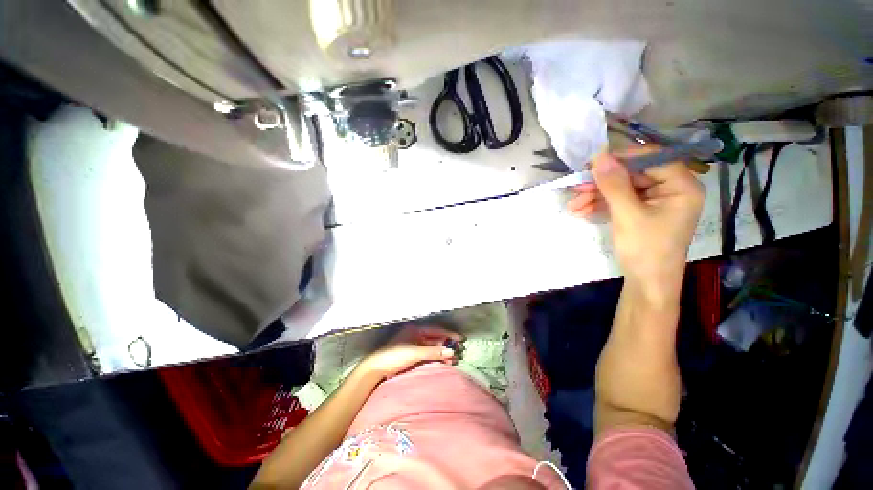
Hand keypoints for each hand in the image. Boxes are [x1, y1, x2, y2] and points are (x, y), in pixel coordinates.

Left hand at [358, 326, 462, 379]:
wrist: (376, 368)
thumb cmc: (394, 355)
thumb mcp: (415, 353)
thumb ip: (433, 352)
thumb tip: (451, 352)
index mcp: (416, 329)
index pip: (437, 330)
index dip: (449, 335)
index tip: (461, 340)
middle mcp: (416, 334)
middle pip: (436, 338)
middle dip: (447, 345)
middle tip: (459, 352)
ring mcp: (414, 344)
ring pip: (433, 347)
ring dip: (442, 352)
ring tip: (453, 360)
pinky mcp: (412, 354)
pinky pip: (428, 353)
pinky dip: (436, 357)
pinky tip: (443, 362)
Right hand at [567, 149, 703, 299]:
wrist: (647, 284)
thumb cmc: (645, 249)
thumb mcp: (627, 215)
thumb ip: (613, 184)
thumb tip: (599, 156)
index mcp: (681, 186)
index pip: (651, 158)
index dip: (621, 158)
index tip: (592, 163)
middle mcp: (671, 190)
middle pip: (633, 175)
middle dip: (601, 184)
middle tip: (576, 188)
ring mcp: (656, 202)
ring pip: (622, 189)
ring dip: (596, 196)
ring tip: (572, 205)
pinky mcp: (643, 212)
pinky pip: (620, 202)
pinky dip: (601, 205)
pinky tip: (581, 211)